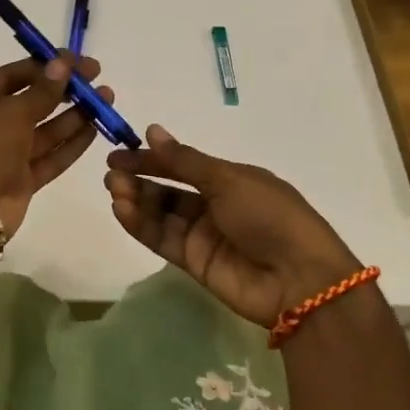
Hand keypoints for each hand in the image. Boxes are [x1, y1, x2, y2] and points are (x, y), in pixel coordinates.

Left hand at [0, 55, 112, 236]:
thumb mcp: (10, 113)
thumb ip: (41, 91)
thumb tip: (63, 64)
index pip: (10, 77)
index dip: (43, 66)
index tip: (76, 60)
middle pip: (30, 102)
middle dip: (63, 91)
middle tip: (97, 79)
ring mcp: (5, 156)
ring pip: (44, 131)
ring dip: (74, 115)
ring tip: (105, 99)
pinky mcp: (21, 181)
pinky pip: (49, 157)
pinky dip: (71, 144)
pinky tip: (95, 129)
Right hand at [105, 125, 361, 327]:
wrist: (298, 279)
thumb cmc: (270, 216)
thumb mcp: (228, 180)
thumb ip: (184, 160)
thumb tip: (151, 130)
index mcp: (230, 179)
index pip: (182, 165)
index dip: (151, 159)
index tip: (119, 154)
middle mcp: (215, 205)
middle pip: (168, 189)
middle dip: (140, 179)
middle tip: (111, 174)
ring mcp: (203, 235)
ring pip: (161, 214)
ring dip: (136, 200)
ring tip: (114, 190)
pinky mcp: (193, 262)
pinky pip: (161, 239)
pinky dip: (140, 224)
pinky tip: (121, 210)